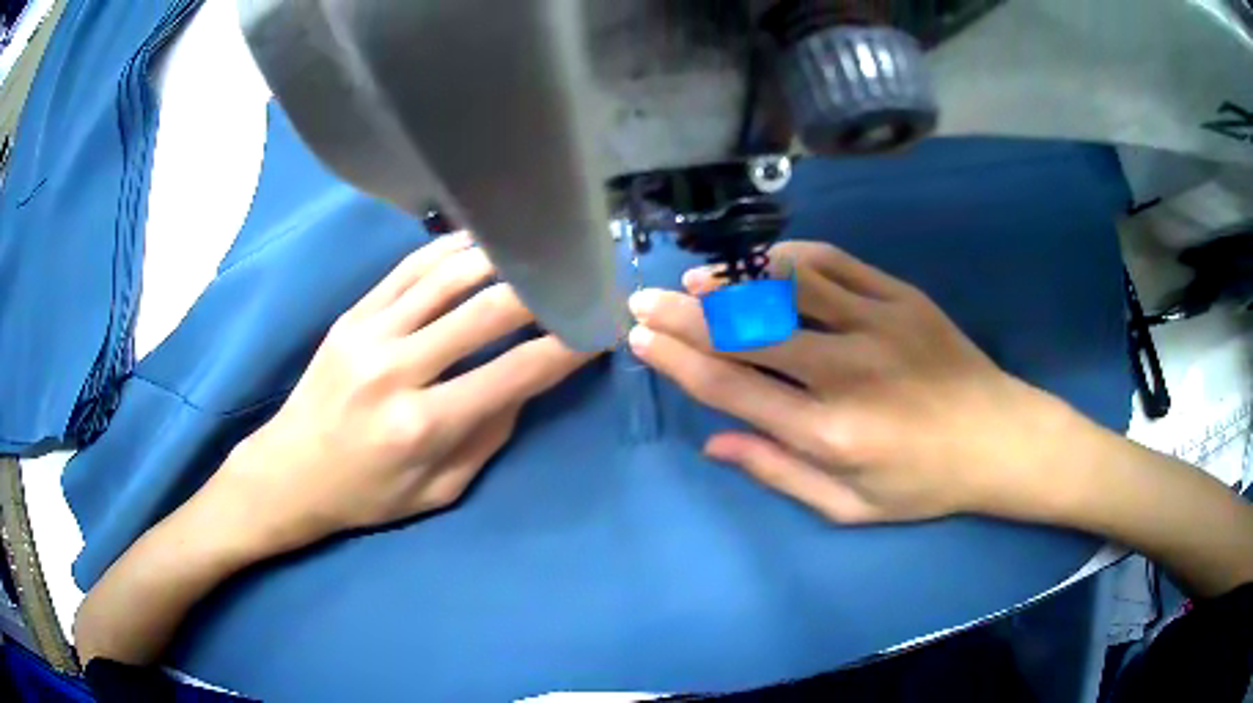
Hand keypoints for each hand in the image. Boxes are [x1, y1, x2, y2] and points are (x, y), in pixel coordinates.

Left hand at [209, 234, 597, 552]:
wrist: (290, 471)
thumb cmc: (367, 493)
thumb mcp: (438, 491)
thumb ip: (487, 436)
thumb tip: (524, 380)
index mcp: (422, 426)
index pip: (513, 374)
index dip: (565, 349)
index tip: (599, 330)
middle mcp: (396, 370)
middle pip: (486, 312)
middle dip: (543, 293)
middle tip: (575, 281)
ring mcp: (369, 333)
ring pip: (448, 276)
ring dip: (501, 259)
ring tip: (535, 252)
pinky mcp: (352, 315)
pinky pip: (408, 269)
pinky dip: (450, 251)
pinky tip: (480, 244)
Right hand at [628, 241, 1085, 524]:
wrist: (1000, 439)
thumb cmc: (924, 484)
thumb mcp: (849, 506)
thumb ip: (780, 474)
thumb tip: (715, 442)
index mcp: (829, 434)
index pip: (731, 388)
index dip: (677, 361)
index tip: (640, 340)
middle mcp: (847, 372)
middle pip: (747, 332)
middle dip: (682, 314)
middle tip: (642, 299)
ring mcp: (878, 324)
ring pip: (785, 286)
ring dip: (731, 280)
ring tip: (693, 280)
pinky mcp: (902, 297)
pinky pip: (835, 263)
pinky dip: (788, 258)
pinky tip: (761, 263)